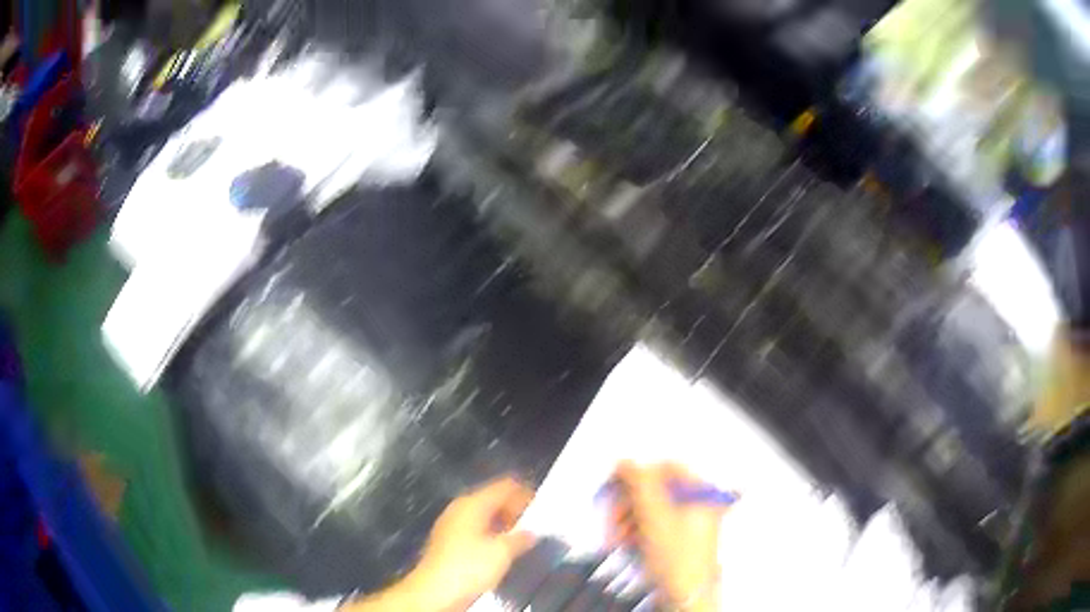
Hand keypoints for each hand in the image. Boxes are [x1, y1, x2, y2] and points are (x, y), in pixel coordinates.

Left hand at [346, 476, 535, 611]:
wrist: (435, 591)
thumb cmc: (469, 567)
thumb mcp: (502, 553)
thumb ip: (521, 538)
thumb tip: (532, 532)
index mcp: (472, 503)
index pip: (504, 486)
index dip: (525, 493)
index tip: (543, 507)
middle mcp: (460, 508)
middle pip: (493, 498)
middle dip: (515, 509)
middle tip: (536, 523)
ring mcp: (452, 523)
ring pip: (485, 514)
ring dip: (504, 522)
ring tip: (523, 537)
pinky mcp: (449, 540)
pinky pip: (477, 528)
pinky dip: (492, 533)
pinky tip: (502, 548)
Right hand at [610, 462, 726, 611]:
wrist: (685, 597)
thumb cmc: (678, 559)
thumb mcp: (654, 515)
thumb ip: (639, 483)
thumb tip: (626, 463)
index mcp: (702, 492)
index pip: (666, 467)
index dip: (638, 474)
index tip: (617, 484)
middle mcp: (700, 504)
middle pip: (656, 490)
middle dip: (628, 503)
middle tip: (612, 516)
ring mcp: (691, 523)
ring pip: (651, 509)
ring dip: (628, 520)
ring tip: (616, 536)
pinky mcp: (679, 540)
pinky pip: (653, 526)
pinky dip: (636, 532)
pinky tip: (625, 543)